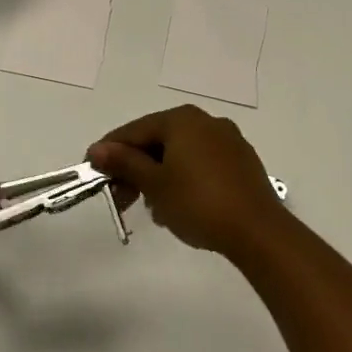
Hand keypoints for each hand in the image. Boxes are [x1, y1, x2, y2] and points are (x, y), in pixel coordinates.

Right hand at [87, 105, 284, 258]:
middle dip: (136, 168)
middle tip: (120, 198)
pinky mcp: (242, 163)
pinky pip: (202, 164)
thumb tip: (98, 149)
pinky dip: (183, 179)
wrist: (258, 232)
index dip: (110, 151)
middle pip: (158, 140)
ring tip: (151, 209)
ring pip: (180, 154)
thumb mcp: (155, 184)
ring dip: (159, 177)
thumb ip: (125, 163)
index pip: (135, 130)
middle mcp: (205, 121)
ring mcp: (228, 141)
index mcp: (181, 119)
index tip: (92, 172)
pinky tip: (178, 205)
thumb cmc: (198, 202)